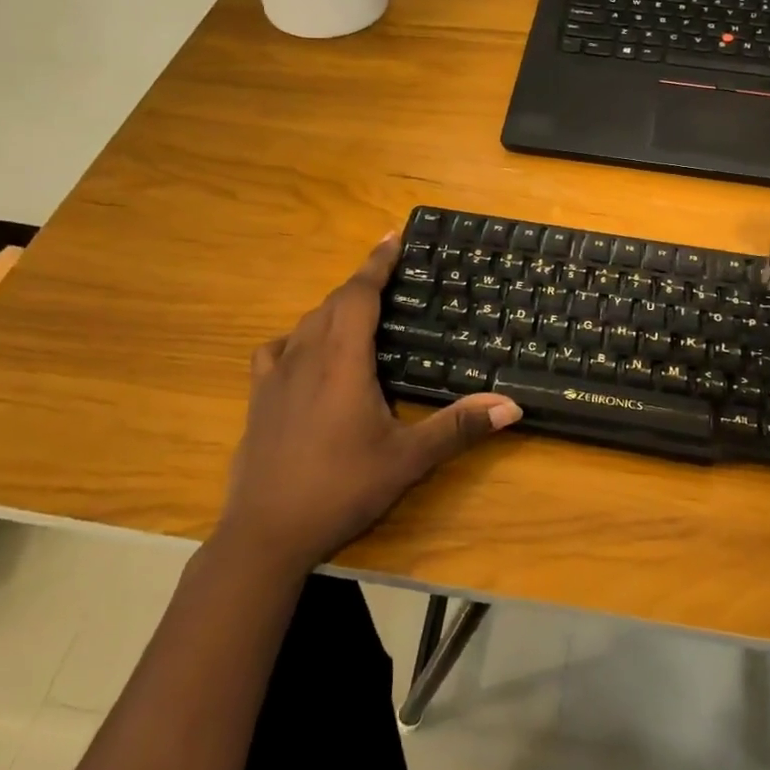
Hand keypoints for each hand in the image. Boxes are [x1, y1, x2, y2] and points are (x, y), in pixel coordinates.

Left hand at [216, 234, 522, 575]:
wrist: (265, 533)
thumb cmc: (341, 488)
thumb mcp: (407, 459)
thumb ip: (458, 428)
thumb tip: (512, 406)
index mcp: (342, 360)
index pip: (359, 294)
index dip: (377, 263)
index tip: (392, 236)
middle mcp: (306, 355)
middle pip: (333, 302)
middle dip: (361, 283)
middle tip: (390, 277)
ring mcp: (276, 375)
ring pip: (306, 322)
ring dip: (334, 308)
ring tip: (359, 311)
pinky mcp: (258, 397)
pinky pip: (278, 348)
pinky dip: (298, 338)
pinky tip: (307, 354)